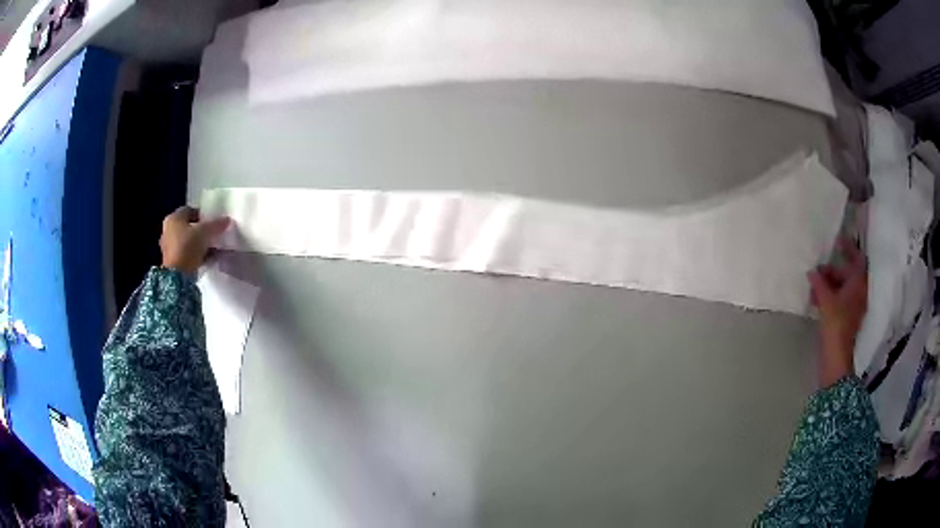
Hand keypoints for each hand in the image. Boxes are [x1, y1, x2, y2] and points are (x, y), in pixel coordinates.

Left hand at [160, 206, 230, 273]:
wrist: (177, 276)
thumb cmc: (188, 246)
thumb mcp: (205, 232)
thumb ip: (216, 225)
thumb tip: (227, 220)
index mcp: (174, 218)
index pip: (190, 210)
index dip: (202, 214)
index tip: (213, 221)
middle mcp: (169, 230)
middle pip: (189, 227)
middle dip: (202, 231)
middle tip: (214, 234)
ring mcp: (169, 247)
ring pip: (189, 241)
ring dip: (201, 244)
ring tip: (214, 248)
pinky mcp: (173, 261)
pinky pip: (188, 254)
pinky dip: (197, 255)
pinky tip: (209, 259)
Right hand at [808, 239, 867, 387]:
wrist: (836, 357)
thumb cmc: (836, 324)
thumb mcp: (827, 301)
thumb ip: (820, 283)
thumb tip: (812, 272)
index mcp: (859, 284)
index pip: (857, 259)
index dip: (849, 248)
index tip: (837, 240)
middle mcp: (859, 292)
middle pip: (848, 274)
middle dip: (833, 270)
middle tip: (818, 269)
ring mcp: (854, 306)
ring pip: (842, 288)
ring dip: (829, 284)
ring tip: (813, 285)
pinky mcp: (847, 318)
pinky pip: (839, 299)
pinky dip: (829, 296)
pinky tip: (816, 298)